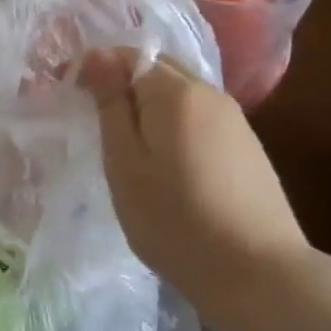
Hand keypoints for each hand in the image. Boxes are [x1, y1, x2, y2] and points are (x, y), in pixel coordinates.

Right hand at [76, 47, 318, 320]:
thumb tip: (97, 55)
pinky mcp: (247, 148)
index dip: (95, 70)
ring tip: (127, 148)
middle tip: (95, 123)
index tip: (72, 99)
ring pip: (178, 96)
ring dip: (148, 108)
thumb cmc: (174, 218)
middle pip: (157, 71)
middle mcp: (210, 94)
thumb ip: (110, 104)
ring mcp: (235, 121)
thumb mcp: (124, 162)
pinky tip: (165, 165)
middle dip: (122, 86)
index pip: (126, 56)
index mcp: (175, 92)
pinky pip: (198, 119)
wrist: (258, 275)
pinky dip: (173, 128)